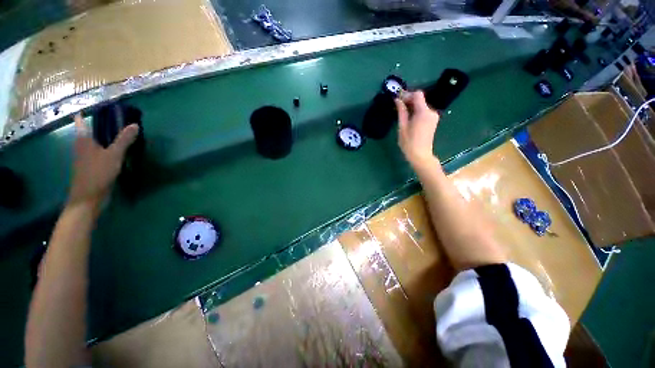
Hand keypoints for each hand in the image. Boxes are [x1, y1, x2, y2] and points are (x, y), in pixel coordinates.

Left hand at [69, 113, 138, 208]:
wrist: (88, 198)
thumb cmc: (98, 173)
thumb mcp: (114, 155)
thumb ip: (124, 140)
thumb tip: (134, 125)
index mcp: (83, 140)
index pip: (82, 121)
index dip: (87, 112)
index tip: (97, 107)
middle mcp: (82, 146)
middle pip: (89, 131)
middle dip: (100, 124)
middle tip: (116, 119)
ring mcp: (86, 157)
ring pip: (95, 142)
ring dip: (104, 137)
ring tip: (119, 133)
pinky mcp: (91, 166)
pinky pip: (99, 152)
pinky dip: (106, 148)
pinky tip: (117, 151)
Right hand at [395, 91, 439, 165]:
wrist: (420, 155)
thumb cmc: (409, 143)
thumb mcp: (402, 127)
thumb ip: (401, 111)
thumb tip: (397, 100)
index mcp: (423, 112)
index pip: (417, 95)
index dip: (407, 94)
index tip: (398, 99)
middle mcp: (431, 111)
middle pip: (420, 99)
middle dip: (409, 100)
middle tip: (397, 105)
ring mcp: (433, 116)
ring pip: (421, 105)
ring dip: (412, 106)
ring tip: (401, 112)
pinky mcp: (432, 121)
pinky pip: (423, 111)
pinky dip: (416, 111)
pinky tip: (408, 117)